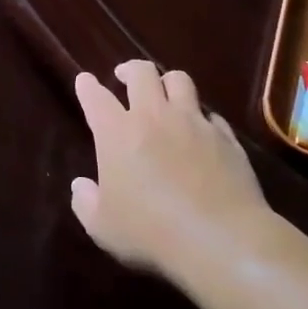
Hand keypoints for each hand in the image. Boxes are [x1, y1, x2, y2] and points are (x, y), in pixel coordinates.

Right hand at [71, 60, 279, 282]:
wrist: (220, 239)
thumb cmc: (150, 232)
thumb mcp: (102, 227)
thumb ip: (86, 202)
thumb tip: (81, 185)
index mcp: (117, 133)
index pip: (96, 97)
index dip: (87, 86)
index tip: (84, 80)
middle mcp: (154, 117)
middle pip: (142, 73)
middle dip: (130, 69)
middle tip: (125, 77)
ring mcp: (194, 123)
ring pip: (180, 81)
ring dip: (168, 82)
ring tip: (165, 92)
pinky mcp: (225, 138)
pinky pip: (211, 114)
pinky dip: (201, 117)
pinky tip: (201, 130)